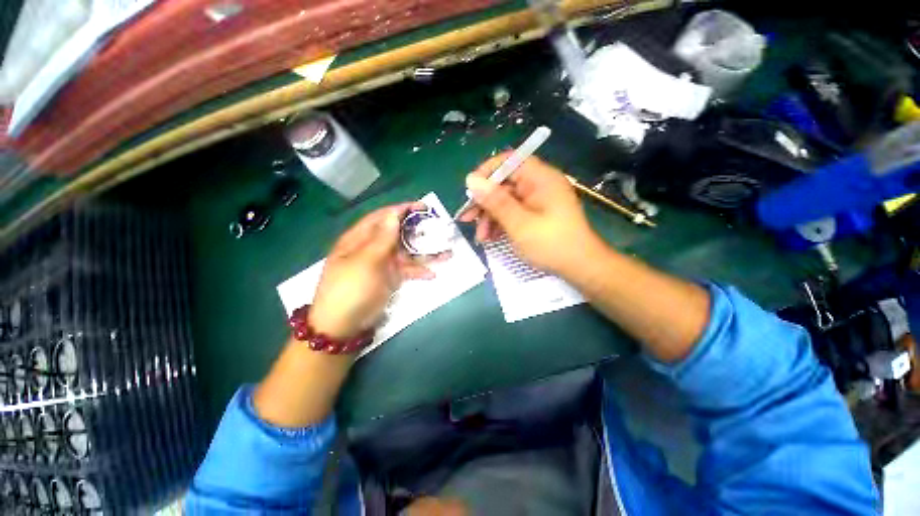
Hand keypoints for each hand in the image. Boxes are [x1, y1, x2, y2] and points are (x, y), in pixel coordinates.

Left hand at [310, 202, 448, 339]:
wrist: (343, 326)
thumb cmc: (351, 289)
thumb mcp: (365, 261)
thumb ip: (382, 238)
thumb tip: (394, 214)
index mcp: (359, 238)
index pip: (382, 217)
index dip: (401, 209)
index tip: (422, 207)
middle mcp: (372, 247)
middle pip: (397, 233)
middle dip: (417, 230)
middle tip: (438, 227)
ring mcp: (382, 263)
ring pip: (406, 252)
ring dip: (424, 252)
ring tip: (446, 252)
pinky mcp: (390, 278)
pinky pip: (407, 270)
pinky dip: (419, 271)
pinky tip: (432, 274)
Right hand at [458, 154, 600, 274]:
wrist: (580, 267)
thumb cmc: (551, 244)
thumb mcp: (519, 224)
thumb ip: (495, 201)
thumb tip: (471, 180)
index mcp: (540, 178)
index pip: (509, 161)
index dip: (487, 172)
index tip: (470, 189)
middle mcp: (538, 184)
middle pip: (504, 183)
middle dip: (484, 202)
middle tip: (466, 218)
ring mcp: (537, 200)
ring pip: (506, 200)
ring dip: (490, 217)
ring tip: (481, 236)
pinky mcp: (535, 214)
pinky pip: (513, 212)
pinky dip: (500, 223)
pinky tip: (491, 238)